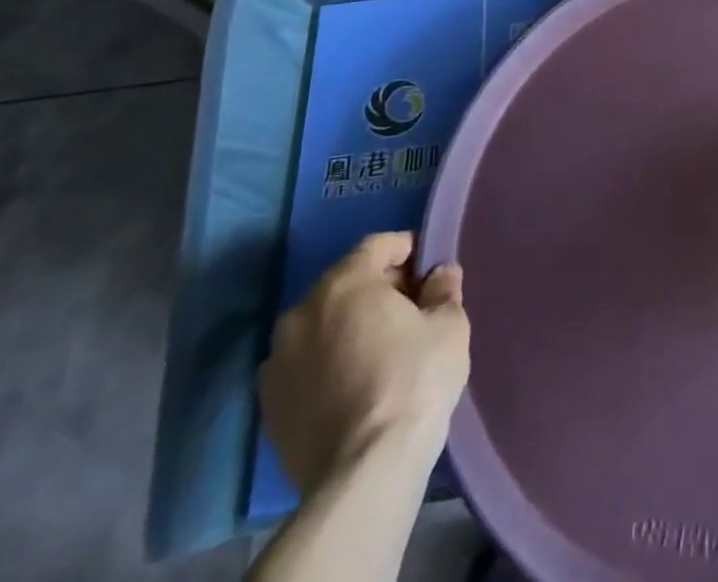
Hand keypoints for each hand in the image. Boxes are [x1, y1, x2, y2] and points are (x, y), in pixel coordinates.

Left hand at [258, 232, 470, 496]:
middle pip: (345, 283)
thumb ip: (443, 290)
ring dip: (348, 326)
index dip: (407, 249)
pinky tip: (355, 382)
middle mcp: (301, 313)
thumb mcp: (448, 325)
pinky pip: (305, 364)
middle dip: (377, 288)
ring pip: (321, 325)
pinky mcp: (269, 407)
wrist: (364, 473)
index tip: (429, 268)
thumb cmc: (414, 380)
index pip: (377, 245)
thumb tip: (439, 274)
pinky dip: (328, 362)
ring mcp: (277, 362)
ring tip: (380, 348)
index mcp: (344, 283)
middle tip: (410, 308)